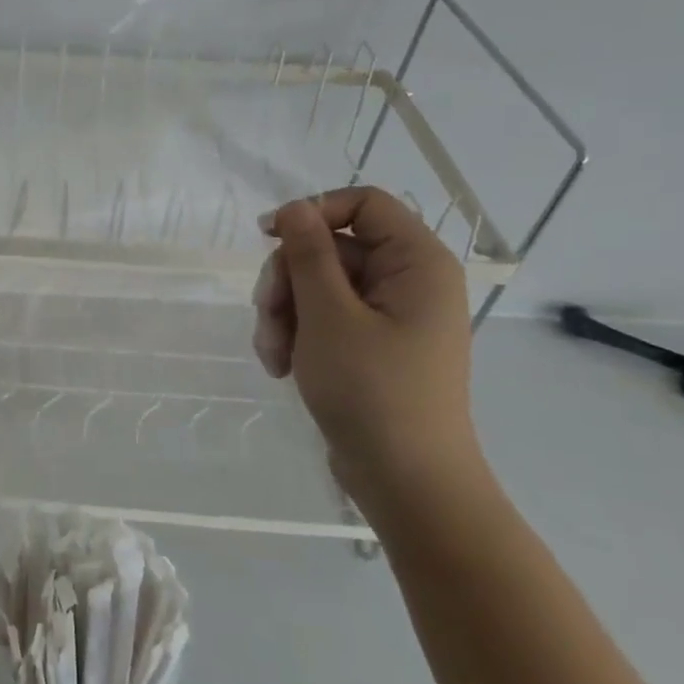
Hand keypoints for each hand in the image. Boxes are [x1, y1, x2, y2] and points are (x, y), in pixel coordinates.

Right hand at [253, 186, 486, 515]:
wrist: (405, 479)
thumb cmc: (372, 390)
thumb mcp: (328, 315)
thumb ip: (308, 254)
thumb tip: (294, 208)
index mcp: (417, 263)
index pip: (364, 204)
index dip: (313, 212)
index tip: (267, 238)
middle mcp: (408, 281)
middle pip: (330, 248)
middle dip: (288, 281)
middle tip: (267, 317)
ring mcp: (389, 315)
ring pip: (317, 285)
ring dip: (284, 314)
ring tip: (273, 355)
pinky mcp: (371, 344)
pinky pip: (323, 317)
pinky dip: (296, 334)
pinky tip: (281, 365)